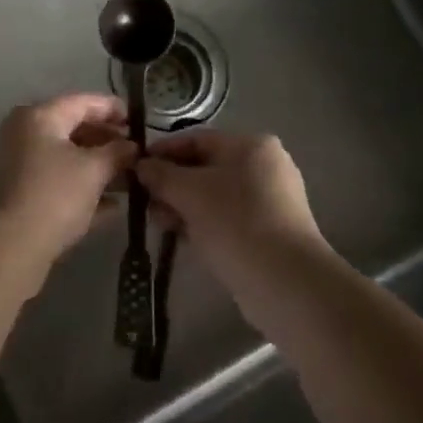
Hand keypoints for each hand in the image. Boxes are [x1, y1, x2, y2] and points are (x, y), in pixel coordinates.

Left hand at [0, 93, 135, 286]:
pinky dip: (83, 187)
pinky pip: (58, 180)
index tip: (138, 120)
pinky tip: (113, 205)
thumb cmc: (56, 194)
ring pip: (67, 157)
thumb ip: (118, 152)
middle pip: (74, 129)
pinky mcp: (21, 193)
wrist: (14, 246)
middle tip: (136, 152)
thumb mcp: (95, 169)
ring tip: (130, 178)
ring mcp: (20, 164)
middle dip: (107, 141)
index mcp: (40, 117)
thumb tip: (133, 147)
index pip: (83, 102)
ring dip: (98, 166)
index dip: (113, 108)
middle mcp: (25, 133)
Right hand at [136, 130, 324, 290]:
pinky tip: (183, 238)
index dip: (163, 152)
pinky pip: (228, 218)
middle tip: (145, 203)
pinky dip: (204, 223)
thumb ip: (161, 175)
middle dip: (172, 184)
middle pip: (206, 167)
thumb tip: (141, 166)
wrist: (287, 283)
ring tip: (161, 224)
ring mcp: (271, 200)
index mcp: (251, 145)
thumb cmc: (236, 223)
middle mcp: (265, 165)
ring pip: (215, 195)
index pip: (196, 139)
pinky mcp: (270, 231)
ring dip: (184, 206)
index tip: (135, 169)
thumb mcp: (190, 193)